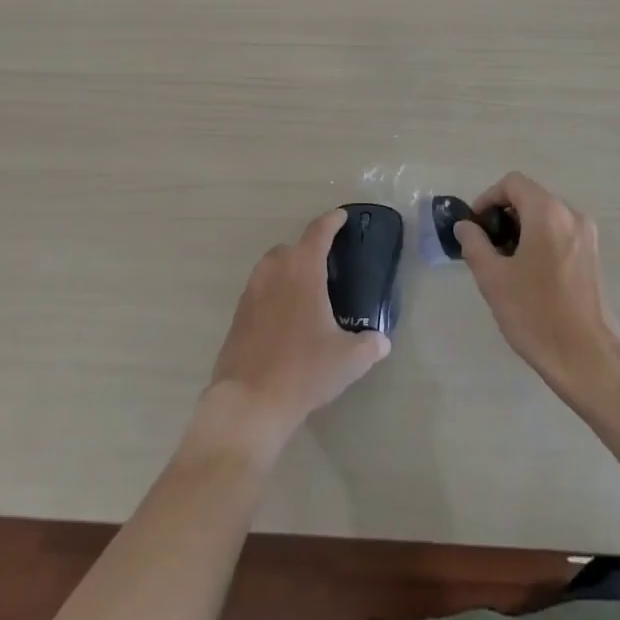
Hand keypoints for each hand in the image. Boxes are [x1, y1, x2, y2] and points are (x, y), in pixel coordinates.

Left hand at [191, 210, 390, 463]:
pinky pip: (260, 292)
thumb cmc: (303, 370)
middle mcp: (274, 271)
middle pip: (292, 248)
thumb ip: (369, 345)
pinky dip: (274, 295)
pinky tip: (285, 320)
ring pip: (272, 269)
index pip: (318, 232)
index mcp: (302, 269)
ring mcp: (251, 292)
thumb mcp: (348, 360)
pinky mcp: (237, 316)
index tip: (341, 217)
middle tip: (327, 268)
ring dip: (288, 272)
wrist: (249, 403)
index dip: (332, 221)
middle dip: (308, 251)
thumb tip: (382, 341)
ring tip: (306, 294)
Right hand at [455, 172, 619, 401]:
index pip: (512, 183)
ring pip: (546, 217)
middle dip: (504, 216)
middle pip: (530, 197)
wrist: (589, 360)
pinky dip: (541, 241)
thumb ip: (474, 244)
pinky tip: (529, 275)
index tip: (475, 226)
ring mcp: (587, 236)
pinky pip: (560, 234)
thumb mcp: (493, 279)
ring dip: (522, 229)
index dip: (488, 198)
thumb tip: (465, 226)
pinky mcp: (594, 257)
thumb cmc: (536, 315)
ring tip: (505, 264)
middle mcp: (571, 215)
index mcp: (547, 212)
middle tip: (486, 247)